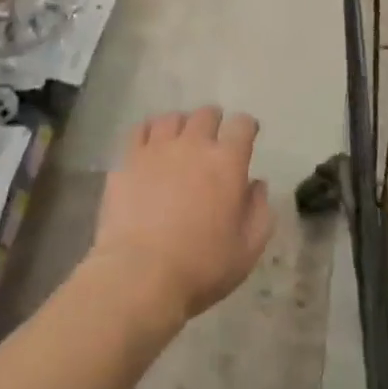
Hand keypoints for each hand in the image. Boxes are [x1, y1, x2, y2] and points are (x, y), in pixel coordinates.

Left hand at [89, 107, 274, 330]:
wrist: (140, 274)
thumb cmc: (201, 266)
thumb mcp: (247, 249)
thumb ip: (259, 211)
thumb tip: (257, 184)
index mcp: (226, 162)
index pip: (242, 125)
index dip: (246, 127)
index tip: (246, 135)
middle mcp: (193, 144)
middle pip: (206, 114)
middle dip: (214, 121)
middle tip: (213, 137)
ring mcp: (157, 148)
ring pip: (172, 118)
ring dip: (181, 125)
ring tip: (180, 139)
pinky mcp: (128, 159)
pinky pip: (141, 130)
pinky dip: (150, 132)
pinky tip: (151, 145)